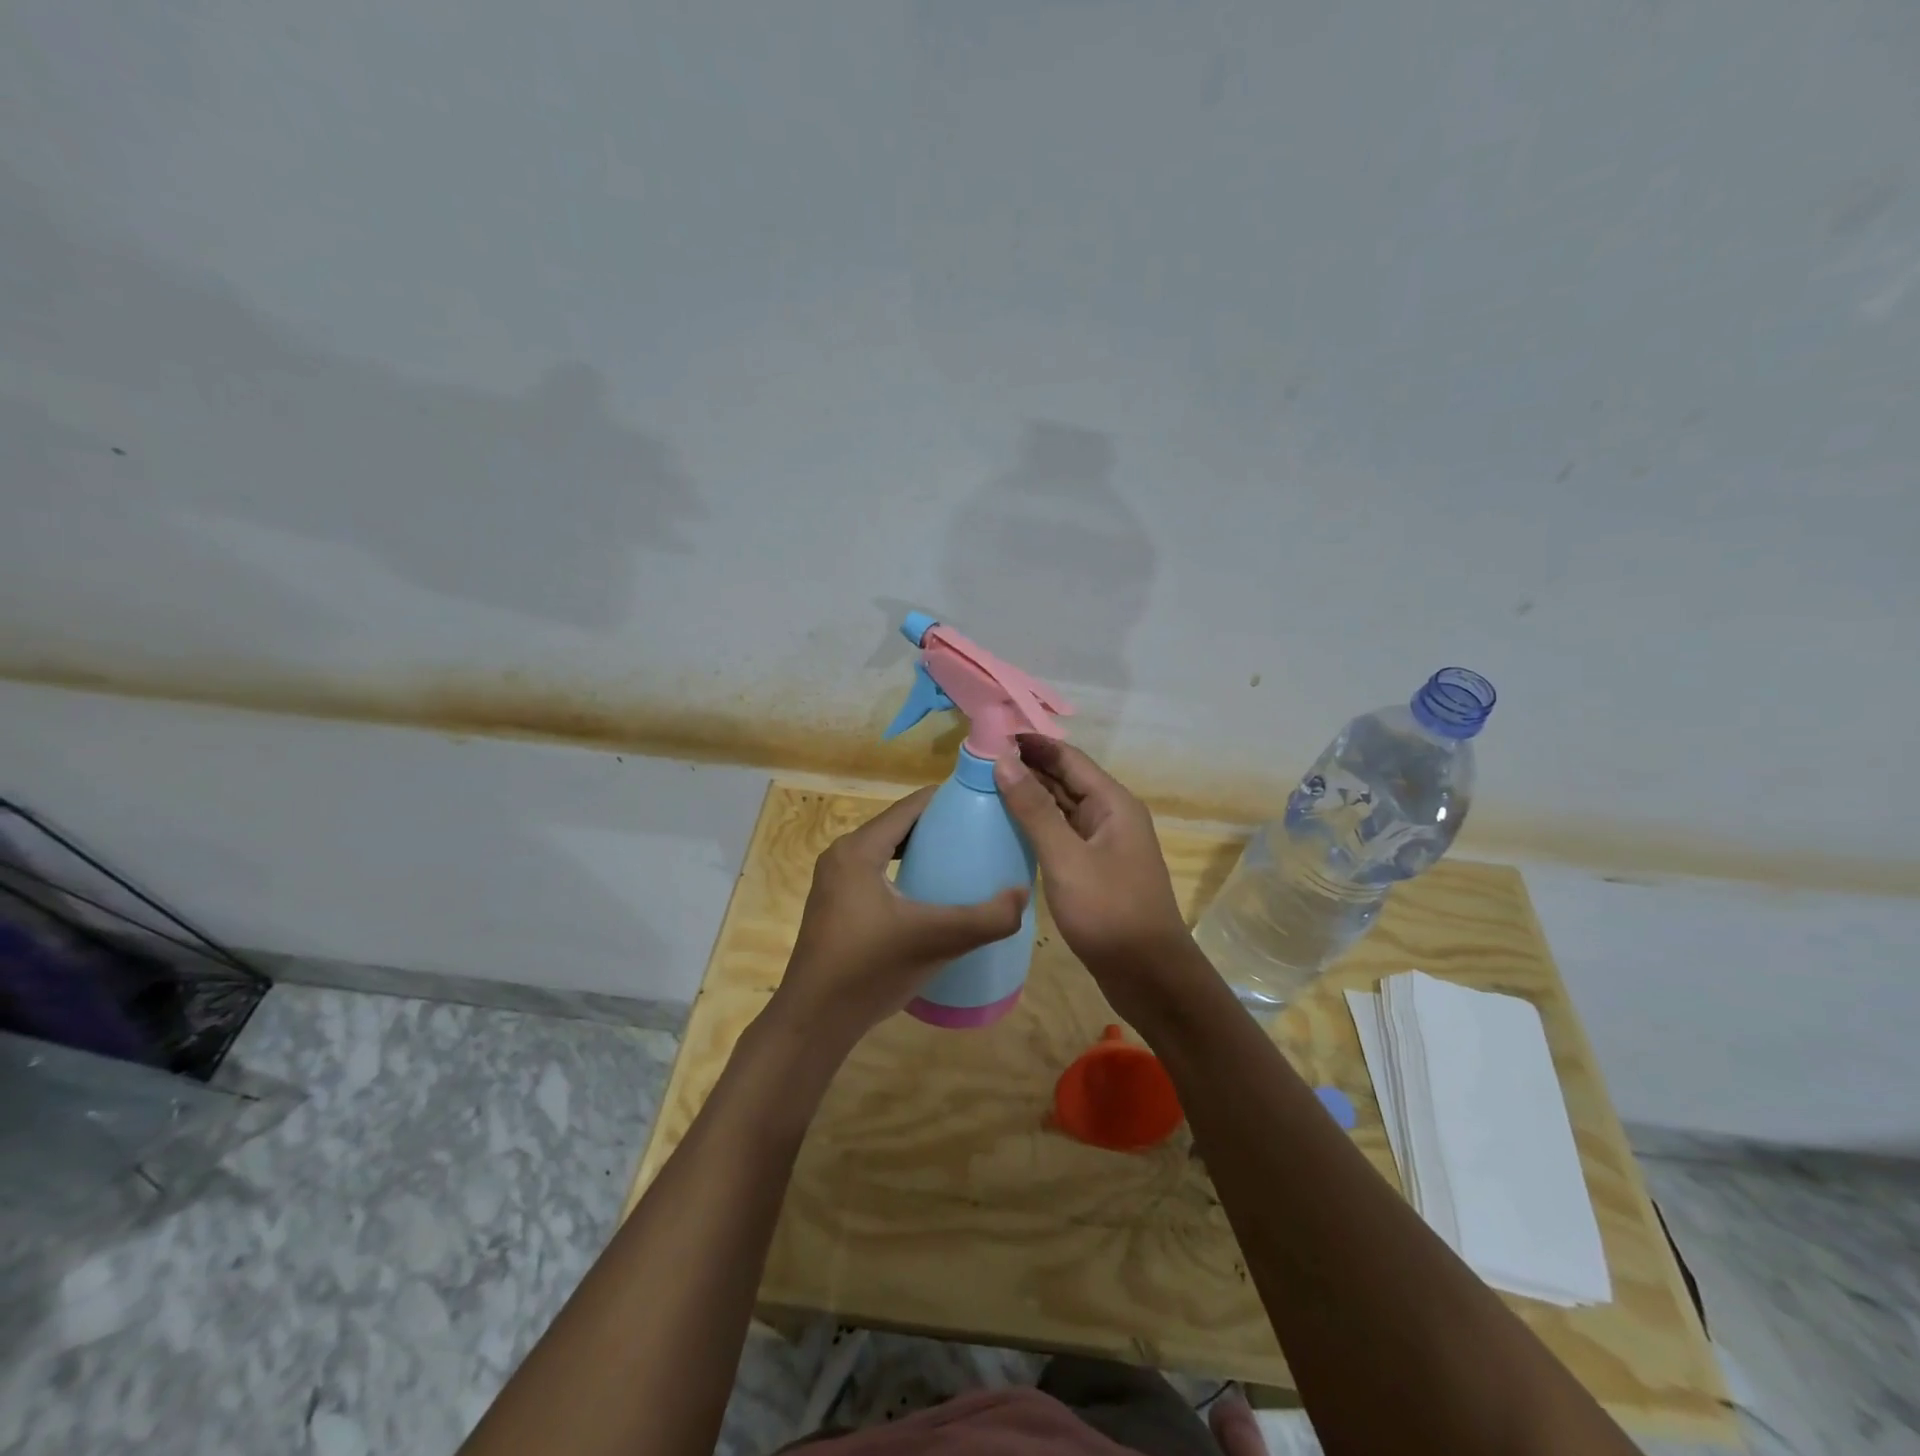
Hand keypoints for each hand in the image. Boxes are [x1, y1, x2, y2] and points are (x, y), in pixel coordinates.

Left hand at [771, 786, 1027, 1048]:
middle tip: (982, 834)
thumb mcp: (934, 941)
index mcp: (858, 850)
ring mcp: (835, 882)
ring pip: (888, 850)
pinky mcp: (836, 905)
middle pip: (899, 826)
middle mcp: (842, 855)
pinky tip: (932, 895)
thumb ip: (984, 919)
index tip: (985, 803)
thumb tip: (1023, 895)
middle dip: (940, 826)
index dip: (948, 799)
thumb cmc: (869, 970)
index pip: (910, 806)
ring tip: (964, 861)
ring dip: (923, 850)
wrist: (814, 1021)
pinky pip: (878, 873)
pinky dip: (906, 872)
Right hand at [993, 737, 1197, 1017]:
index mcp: (1112, 803)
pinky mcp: (1094, 869)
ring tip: (984, 787)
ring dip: (1029, 796)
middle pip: (1065, 779)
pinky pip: (1062, 835)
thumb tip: (1004, 760)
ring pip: (1062, 808)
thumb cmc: (1109, 912)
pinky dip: (1037, 826)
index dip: (1031, 743)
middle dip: (1026, 767)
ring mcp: (1104, 843)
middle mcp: (1110, 815)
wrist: (1149, 975)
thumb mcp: (1066, 858)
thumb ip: (1034, 809)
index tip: (990, 735)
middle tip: (977, 762)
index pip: (1067, 758)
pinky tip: (1008, 828)